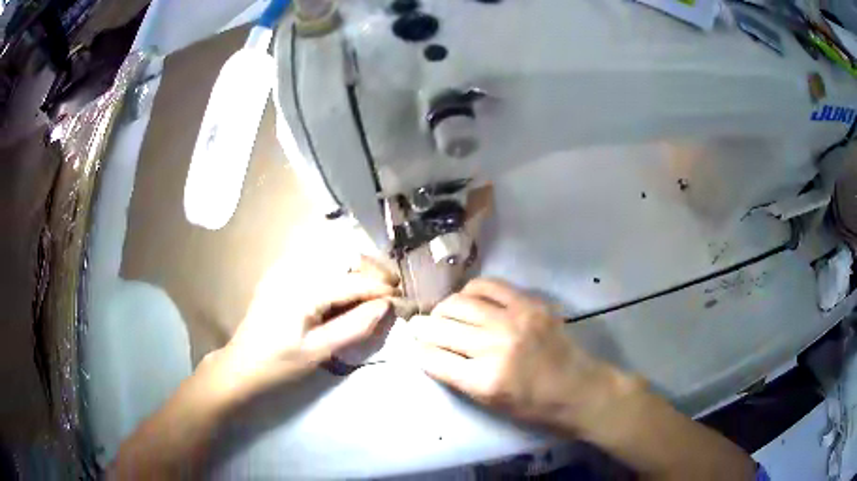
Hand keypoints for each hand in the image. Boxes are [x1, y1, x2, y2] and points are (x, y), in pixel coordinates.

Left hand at [199, 256, 399, 407]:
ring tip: (375, 289)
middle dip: (372, 272)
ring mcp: (284, 269)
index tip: (403, 298)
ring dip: (357, 270)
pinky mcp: (280, 275)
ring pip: (331, 258)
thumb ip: (355, 327)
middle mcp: (293, 269)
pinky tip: (347, 289)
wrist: (241, 366)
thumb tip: (386, 307)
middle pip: (343, 259)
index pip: (352, 282)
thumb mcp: (319, 352)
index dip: (380, 289)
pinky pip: (317, 264)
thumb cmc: (278, 364)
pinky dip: (338, 273)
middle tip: (392, 291)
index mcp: (302, 289)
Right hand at [411, 278, 636, 432]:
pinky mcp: (529, 303)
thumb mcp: (488, 402)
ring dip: (443, 309)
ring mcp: (514, 320)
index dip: (419, 351)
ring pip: (458, 303)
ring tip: (443, 314)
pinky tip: (469, 299)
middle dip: (422, 328)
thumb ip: (456, 375)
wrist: (577, 387)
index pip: (432, 358)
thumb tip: (429, 350)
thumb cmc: (532, 405)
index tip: (416, 347)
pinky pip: (487, 286)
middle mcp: (496, 346)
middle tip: (420, 327)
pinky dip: (471, 291)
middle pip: (440, 327)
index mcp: (484, 380)